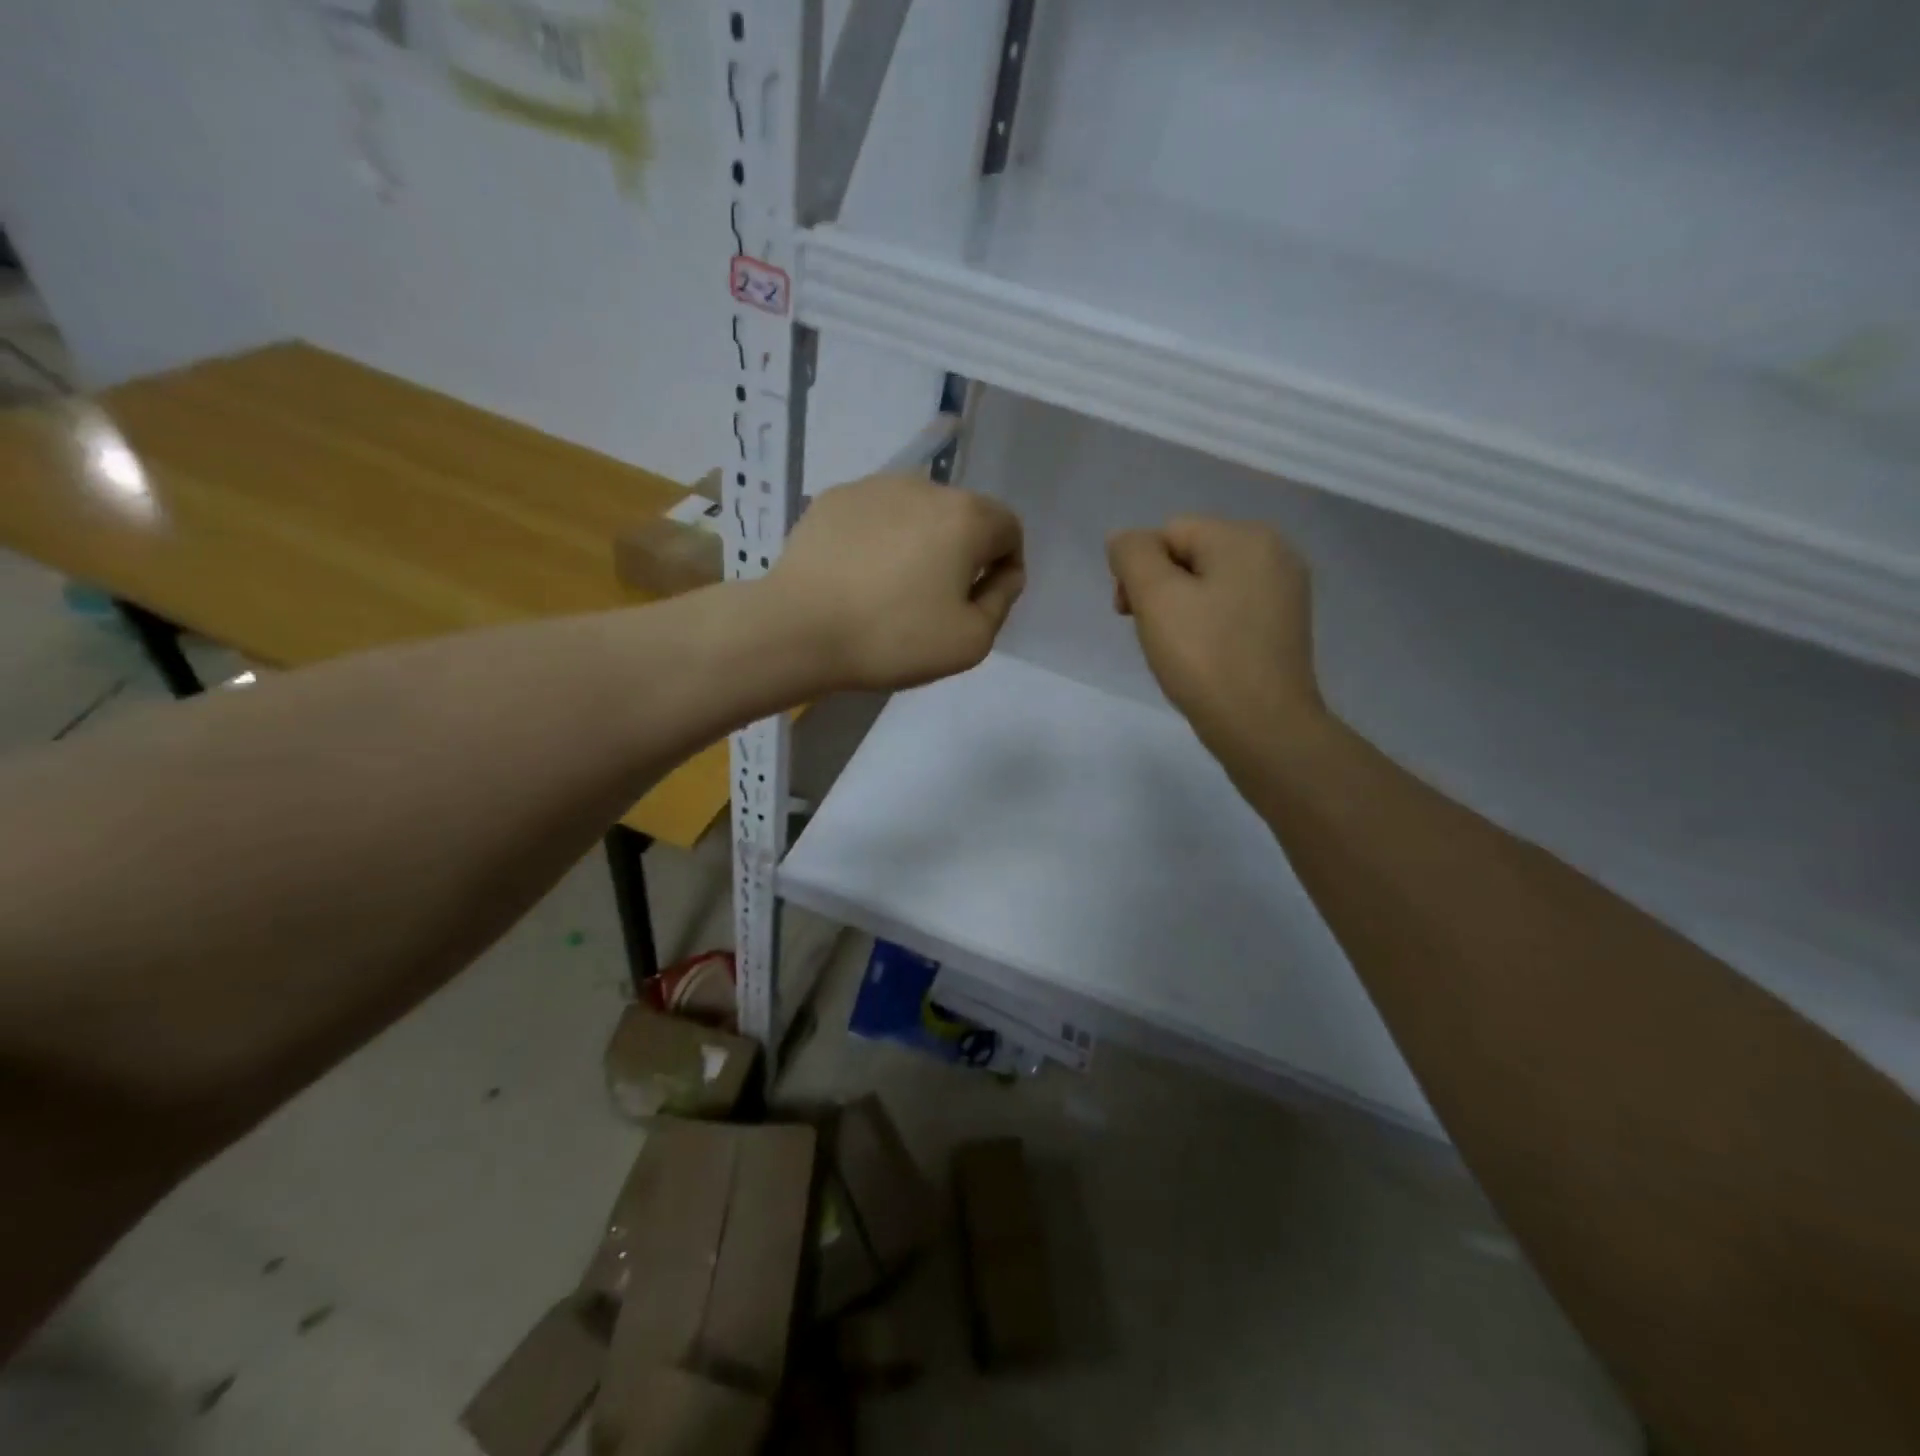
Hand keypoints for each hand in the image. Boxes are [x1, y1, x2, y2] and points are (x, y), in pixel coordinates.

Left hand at [766, 474, 1024, 691]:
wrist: (798, 629)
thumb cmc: (893, 638)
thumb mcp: (971, 641)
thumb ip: (1001, 601)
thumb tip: (1005, 573)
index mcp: (966, 517)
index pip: (1009, 528)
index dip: (1005, 565)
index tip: (981, 601)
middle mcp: (924, 487)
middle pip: (963, 517)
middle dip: (962, 553)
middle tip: (936, 600)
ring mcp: (874, 487)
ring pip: (917, 513)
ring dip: (920, 542)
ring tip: (892, 587)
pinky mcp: (834, 498)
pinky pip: (875, 516)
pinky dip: (879, 539)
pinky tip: (858, 575)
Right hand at [1107, 516, 1324, 758]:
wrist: (1264, 728)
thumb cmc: (1205, 659)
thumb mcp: (1156, 598)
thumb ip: (1132, 555)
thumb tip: (1125, 540)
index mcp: (1245, 537)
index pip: (1168, 533)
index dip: (1139, 571)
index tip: (1129, 616)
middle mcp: (1274, 552)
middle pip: (1190, 554)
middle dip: (1161, 590)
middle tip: (1153, 635)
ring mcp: (1285, 590)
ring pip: (1209, 584)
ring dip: (1182, 610)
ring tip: (1178, 650)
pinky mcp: (1284, 625)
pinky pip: (1231, 609)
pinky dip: (1209, 626)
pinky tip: (1204, 657)